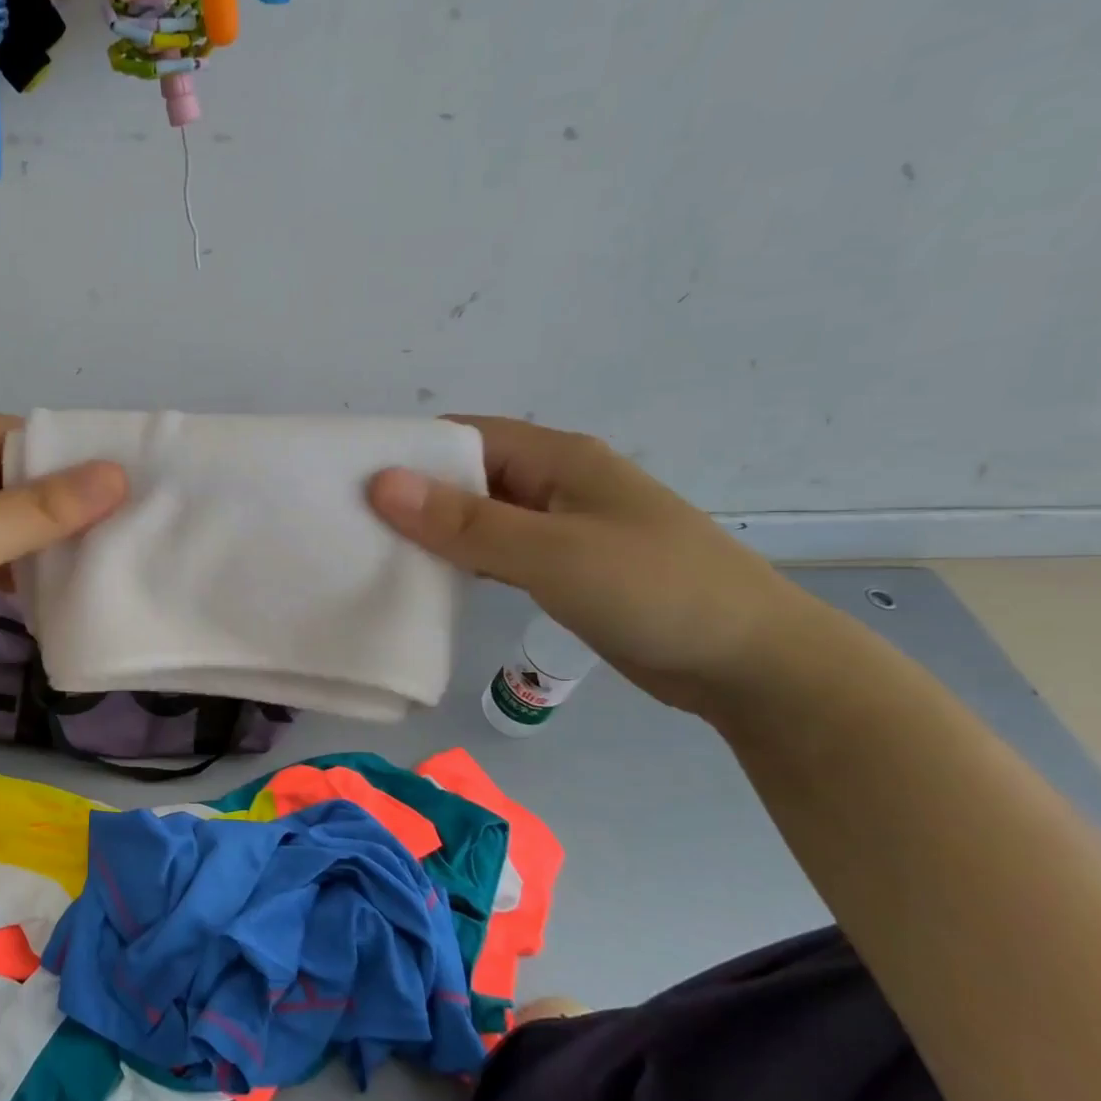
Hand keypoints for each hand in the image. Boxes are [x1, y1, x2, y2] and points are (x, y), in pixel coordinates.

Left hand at [0, 415, 126, 697]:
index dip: (66, 457)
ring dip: (27, 537)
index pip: (15, 434)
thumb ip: (40, 510)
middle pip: (3, 474)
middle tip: (111, 532)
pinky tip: (27, 591)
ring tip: (80, 563)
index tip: (118, 489)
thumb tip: (117, 475)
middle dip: (52, 503)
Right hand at [369, 416, 813, 717]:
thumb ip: (466, 522)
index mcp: (557, 459)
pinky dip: (462, 561)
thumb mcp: (552, 553)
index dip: (408, 451)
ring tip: (372, 551)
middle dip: (413, 494)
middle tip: (348, 522)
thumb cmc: (654, 591)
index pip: (463, 437)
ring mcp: (561, 528)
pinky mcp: (564, 569)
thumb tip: (381, 482)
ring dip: (435, 531)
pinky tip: (427, 581)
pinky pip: (497, 553)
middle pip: (467, 476)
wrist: (752, 663)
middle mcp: (555, 484)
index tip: (349, 479)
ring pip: (480, 518)